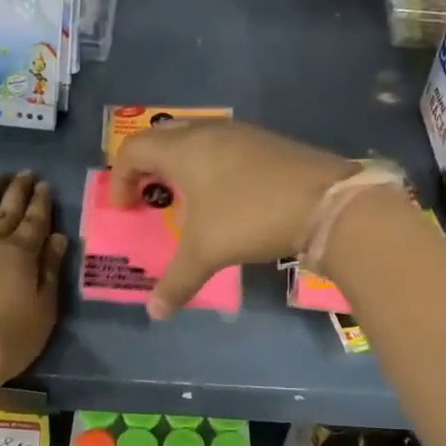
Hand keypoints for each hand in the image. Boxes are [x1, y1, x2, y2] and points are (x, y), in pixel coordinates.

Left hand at [0, 171, 67, 389]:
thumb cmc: (7, 339)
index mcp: (20, 253)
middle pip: (6, 208)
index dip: (41, 200)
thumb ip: (51, 271)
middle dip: (17, 189)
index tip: (44, 184)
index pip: (35, 219)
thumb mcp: (43, 310)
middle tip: (25, 174)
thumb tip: (58, 238)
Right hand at [109, 121, 354, 317]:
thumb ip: (176, 281)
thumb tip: (155, 313)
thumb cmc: (251, 218)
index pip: (133, 150)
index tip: (124, 209)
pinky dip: (209, 164)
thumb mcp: (207, 252)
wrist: (326, 203)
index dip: (119, 178)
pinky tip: (224, 194)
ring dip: (180, 163)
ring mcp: (240, 133)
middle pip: (161, 137)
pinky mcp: (266, 142)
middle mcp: (207, 132)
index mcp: (183, 150)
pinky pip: (222, 146)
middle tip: (148, 196)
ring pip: (195, 138)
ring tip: (184, 197)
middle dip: (147, 165)